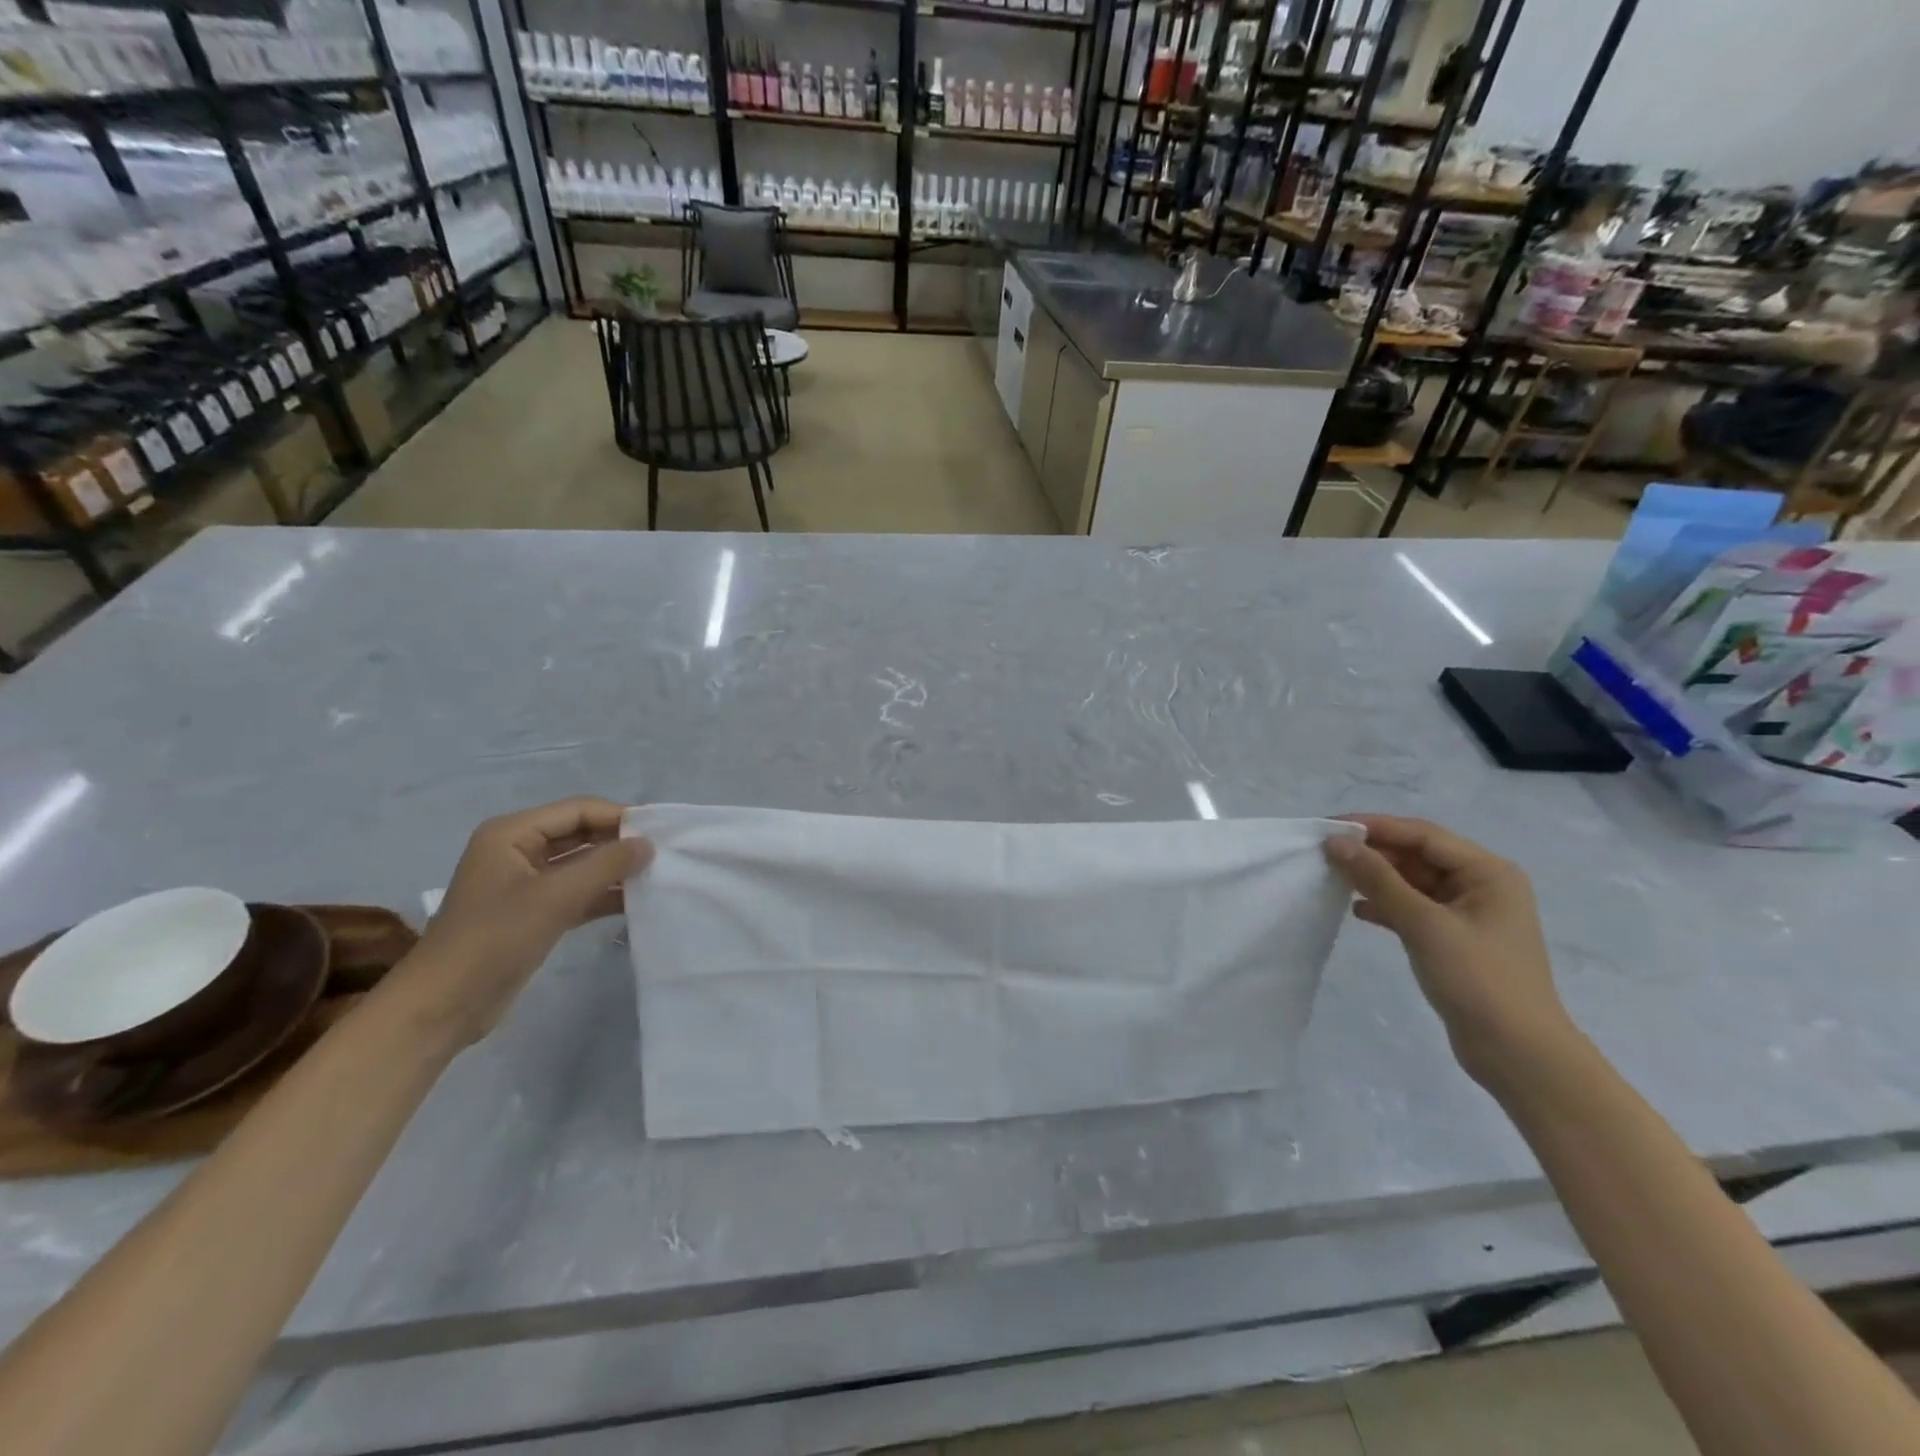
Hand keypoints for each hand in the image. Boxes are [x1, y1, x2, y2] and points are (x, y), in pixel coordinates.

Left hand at [402, 798, 654, 1045]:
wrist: (444, 1005)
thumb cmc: (495, 938)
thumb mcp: (555, 897)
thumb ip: (605, 865)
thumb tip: (648, 844)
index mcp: (512, 834)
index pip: (577, 810)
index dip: (619, 817)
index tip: (660, 832)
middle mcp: (518, 850)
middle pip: (579, 834)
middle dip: (618, 842)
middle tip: (663, 853)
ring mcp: (525, 883)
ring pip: (580, 864)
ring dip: (614, 869)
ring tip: (656, 875)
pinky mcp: (534, 913)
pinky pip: (576, 892)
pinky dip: (602, 894)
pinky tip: (635, 900)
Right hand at [1325, 815, 1574, 1089]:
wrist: (1518, 1054)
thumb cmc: (1478, 979)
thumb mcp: (1424, 924)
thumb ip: (1378, 880)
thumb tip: (1336, 842)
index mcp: (1488, 873)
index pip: (1423, 835)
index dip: (1376, 827)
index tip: (1330, 827)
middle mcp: (1481, 886)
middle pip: (1417, 856)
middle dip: (1373, 853)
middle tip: (1325, 854)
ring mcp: (1468, 914)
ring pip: (1412, 882)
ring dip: (1376, 880)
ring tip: (1335, 879)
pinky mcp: (1455, 940)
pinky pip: (1413, 909)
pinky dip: (1386, 906)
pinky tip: (1358, 912)